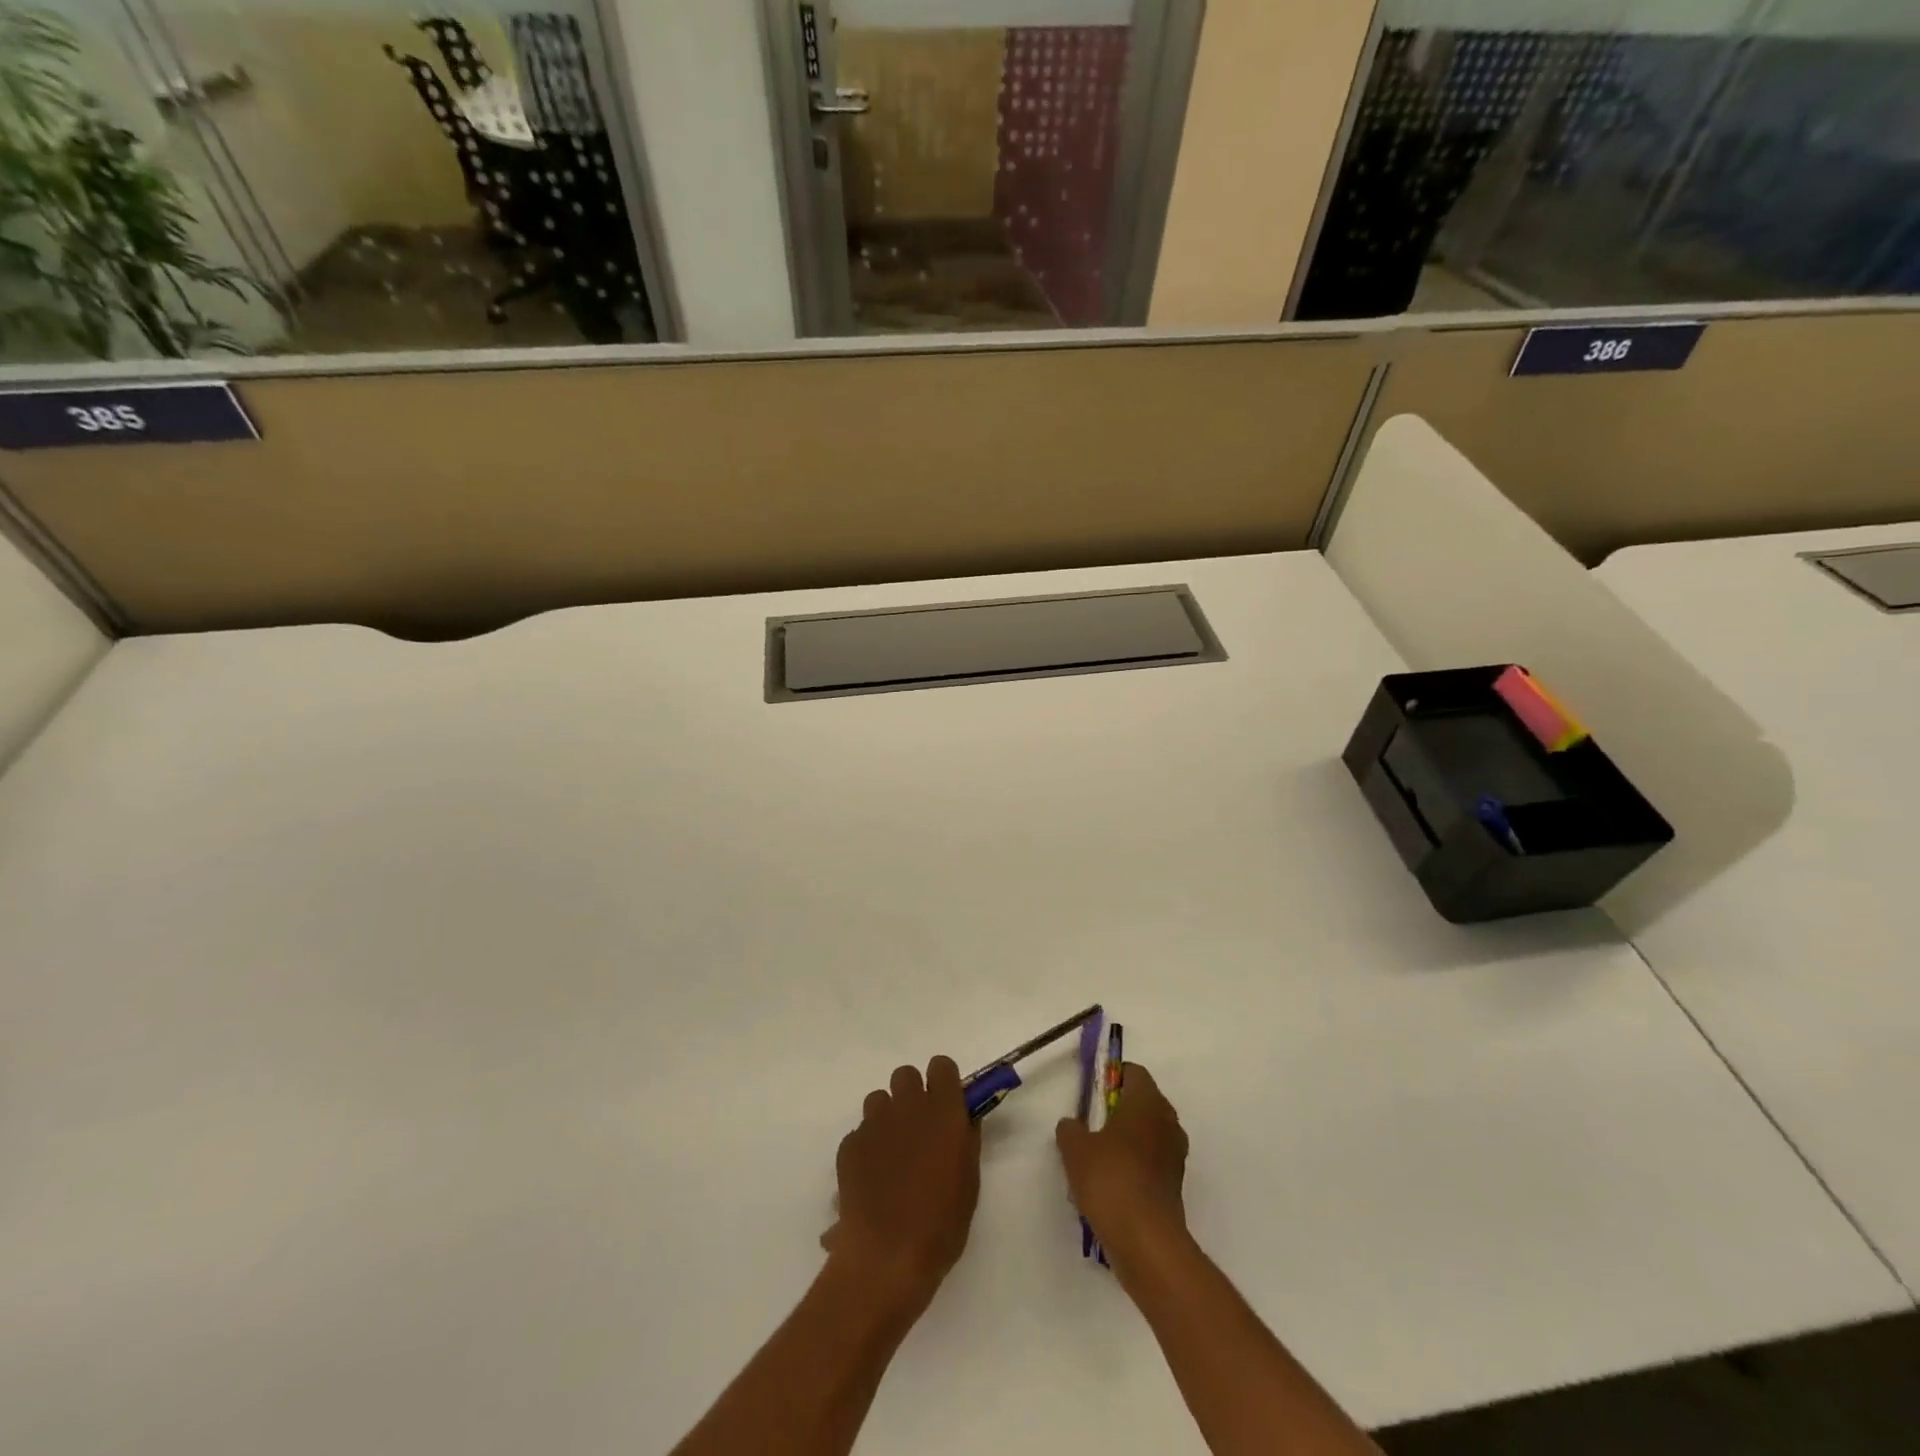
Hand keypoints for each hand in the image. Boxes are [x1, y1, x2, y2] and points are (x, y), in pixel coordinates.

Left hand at [823, 1057, 980, 1311]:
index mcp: (943, 1110)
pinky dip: (867, 1147)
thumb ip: (966, 1139)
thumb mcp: (969, 1180)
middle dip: (912, 1095)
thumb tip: (964, 1118)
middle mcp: (907, 1106)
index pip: (941, 1066)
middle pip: (906, 1075)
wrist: (886, 1256)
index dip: (943, 1081)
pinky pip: (861, 1132)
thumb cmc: (941, 1223)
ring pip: (879, 1100)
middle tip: (919, 1130)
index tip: (946, 1104)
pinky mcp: (849, 1144)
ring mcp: (874, 1123)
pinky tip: (872, 1180)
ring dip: (888, 1118)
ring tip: (892, 1155)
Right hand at [1056, 1062, 1189, 1272]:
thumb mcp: (1075, 1148)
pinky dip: (1134, 1166)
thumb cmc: (1110, 1179)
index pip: (1133, 1072)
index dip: (1111, 1078)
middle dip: (1117, 1110)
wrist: (1146, 1241)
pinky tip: (1111, 1185)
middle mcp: (1167, 1120)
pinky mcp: (1175, 1184)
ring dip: (1126, 1140)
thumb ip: (1070, 1128)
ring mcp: (1175, 1154)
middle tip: (1090, 1126)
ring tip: (1098, 1159)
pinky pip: (1151, 1161)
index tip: (1091, 1095)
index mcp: (1147, 1101)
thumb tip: (1073, 1125)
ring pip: (1147, 1133)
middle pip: (1141, 1102)